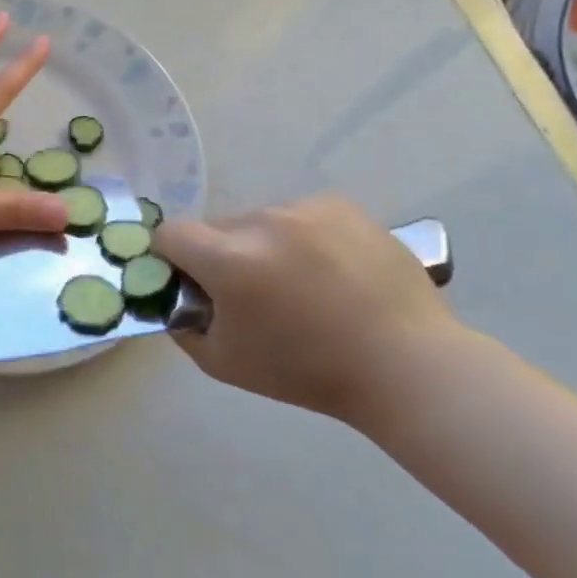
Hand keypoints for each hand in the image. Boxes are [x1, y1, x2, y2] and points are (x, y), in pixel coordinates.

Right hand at [152, 196, 463, 424]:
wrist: (407, 367)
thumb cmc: (307, 372)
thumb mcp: (222, 362)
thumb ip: (183, 325)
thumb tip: (174, 297)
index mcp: (229, 260)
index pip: (169, 234)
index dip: (170, 258)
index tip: (190, 284)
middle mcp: (262, 222)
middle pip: (213, 227)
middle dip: (217, 255)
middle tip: (247, 293)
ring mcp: (304, 209)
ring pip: (256, 220)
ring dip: (258, 244)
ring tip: (296, 283)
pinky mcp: (340, 206)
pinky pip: (296, 214)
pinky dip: (298, 236)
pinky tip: (326, 270)